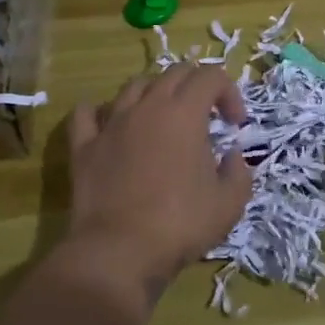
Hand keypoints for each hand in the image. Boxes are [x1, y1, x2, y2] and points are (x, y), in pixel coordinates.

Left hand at [64, 64, 252, 304]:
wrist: (120, 251)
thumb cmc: (181, 224)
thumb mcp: (230, 203)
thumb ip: (239, 171)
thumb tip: (233, 155)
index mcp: (184, 114)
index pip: (211, 76)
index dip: (230, 92)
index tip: (235, 124)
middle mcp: (147, 107)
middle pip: (174, 73)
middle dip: (196, 86)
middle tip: (207, 116)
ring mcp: (111, 124)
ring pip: (134, 86)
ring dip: (156, 94)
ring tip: (164, 119)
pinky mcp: (84, 146)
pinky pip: (87, 114)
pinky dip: (101, 111)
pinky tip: (111, 124)